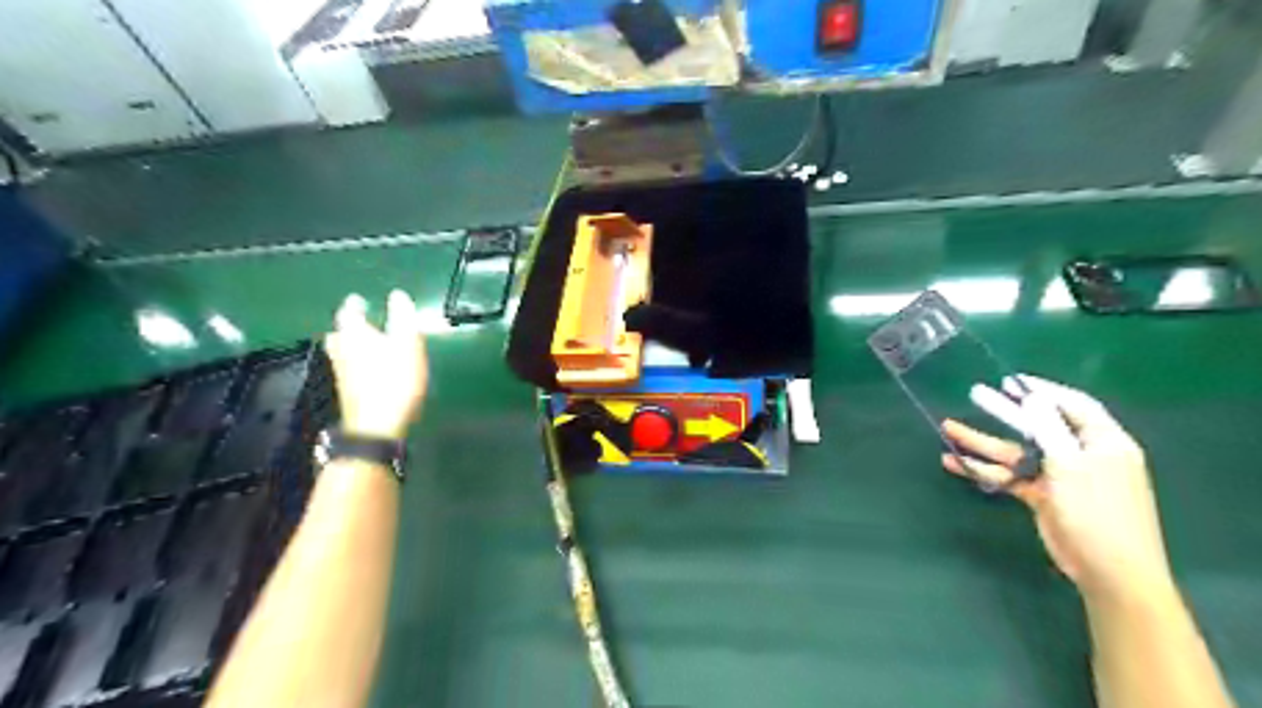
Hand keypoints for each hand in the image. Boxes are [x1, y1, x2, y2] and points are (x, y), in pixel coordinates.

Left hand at [325, 290, 429, 438]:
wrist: (377, 425)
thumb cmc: (394, 378)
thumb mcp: (407, 343)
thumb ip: (402, 317)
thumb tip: (398, 294)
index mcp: (354, 333)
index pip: (349, 312)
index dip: (354, 304)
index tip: (359, 298)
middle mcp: (341, 350)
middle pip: (339, 333)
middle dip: (348, 326)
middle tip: (359, 321)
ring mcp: (341, 373)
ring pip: (341, 352)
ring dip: (350, 344)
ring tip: (364, 343)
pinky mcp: (348, 392)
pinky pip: (348, 369)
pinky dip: (356, 363)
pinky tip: (368, 368)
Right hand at [945, 377, 1172, 602]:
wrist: (1109, 571)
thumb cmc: (1097, 512)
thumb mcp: (1072, 465)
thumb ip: (1049, 429)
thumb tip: (1033, 399)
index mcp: (1102, 442)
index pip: (1073, 405)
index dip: (1042, 390)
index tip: (1010, 381)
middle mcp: (1081, 454)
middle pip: (1037, 426)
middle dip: (1003, 412)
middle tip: (974, 394)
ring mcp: (1060, 476)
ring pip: (1015, 452)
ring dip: (982, 443)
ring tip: (948, 429)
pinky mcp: (1042, 496)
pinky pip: (1009, 476)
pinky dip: (984, 470)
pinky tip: (955, 463)